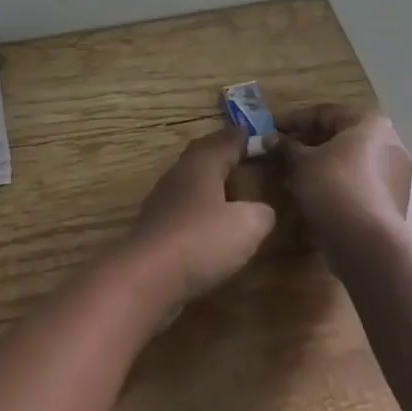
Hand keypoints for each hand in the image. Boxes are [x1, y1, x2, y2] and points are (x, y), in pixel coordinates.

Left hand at [119, 126, 276, 310]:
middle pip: (202, 156)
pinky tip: (211, 220)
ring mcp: (163, 200)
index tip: (261, 135)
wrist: (148, 275)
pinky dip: (201, 206)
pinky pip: (185, 205)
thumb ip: (261, 213)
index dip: (244, 138)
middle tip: (245, 154)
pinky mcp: (157, 226)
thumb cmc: (201, 240)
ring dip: (211, 180)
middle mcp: (179, 175)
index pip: (225, 141)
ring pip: (191, 180)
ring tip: (232, 187)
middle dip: (223, 153)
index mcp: (201, 164)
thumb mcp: (247, 225)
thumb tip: (263, 210)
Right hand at [274, 104, 411, 243]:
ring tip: (291, 172)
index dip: (293, 120)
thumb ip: (285, 146)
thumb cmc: (333, 187)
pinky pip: (357, 181)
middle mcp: (389, 143)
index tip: (270, 128)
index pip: (324, 113)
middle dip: (306, 142)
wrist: (368, 243)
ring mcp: (395, 173)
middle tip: (279, 150)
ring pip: (348, 160)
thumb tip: (269, 138)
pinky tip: (311, 192)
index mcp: (370, 124)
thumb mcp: (301, 162)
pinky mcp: (392, 200)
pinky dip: (334, 181)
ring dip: (319, 163)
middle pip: (339, 136)